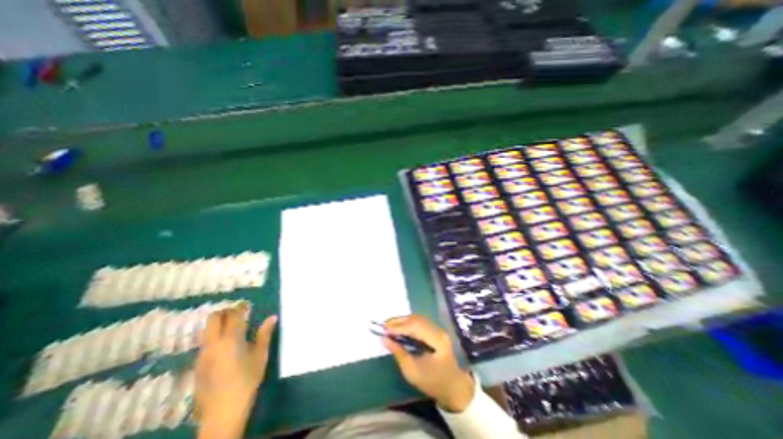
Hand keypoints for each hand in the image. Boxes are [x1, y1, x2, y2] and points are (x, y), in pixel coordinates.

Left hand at [196, 303, 277, 436]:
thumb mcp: (260, 355)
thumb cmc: (247, 379)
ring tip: (232, 326)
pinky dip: (214, 336)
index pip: (234, 315)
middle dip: (225, 311)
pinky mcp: (198, 364)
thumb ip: (265, 334)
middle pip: (214, 318)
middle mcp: (213, 343)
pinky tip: (224, 345)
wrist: (222, 411)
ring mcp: (203, 354)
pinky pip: (205, 342)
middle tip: (238, 313)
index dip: (241, 307)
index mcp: (231, 339)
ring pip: (207, 330)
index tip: (247, 304)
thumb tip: (272, 317)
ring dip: (218, 323)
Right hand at [382, 316, 473, 410]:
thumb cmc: (432, 382)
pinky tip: (400, 327)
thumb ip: (398, 353)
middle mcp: (438, 330)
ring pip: (417, 318)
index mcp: (436, 340)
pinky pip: (420, 322)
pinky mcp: (435, 330)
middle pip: (416, 319)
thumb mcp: (412, 372)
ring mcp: (438, 329)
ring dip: (403, 321)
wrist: (453, 386)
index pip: (415, 327)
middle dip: (399, 321)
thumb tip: (384, 338)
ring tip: (390, 326)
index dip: (398, 327)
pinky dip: (408, 323)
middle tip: (384, 325)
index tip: (384, 329)